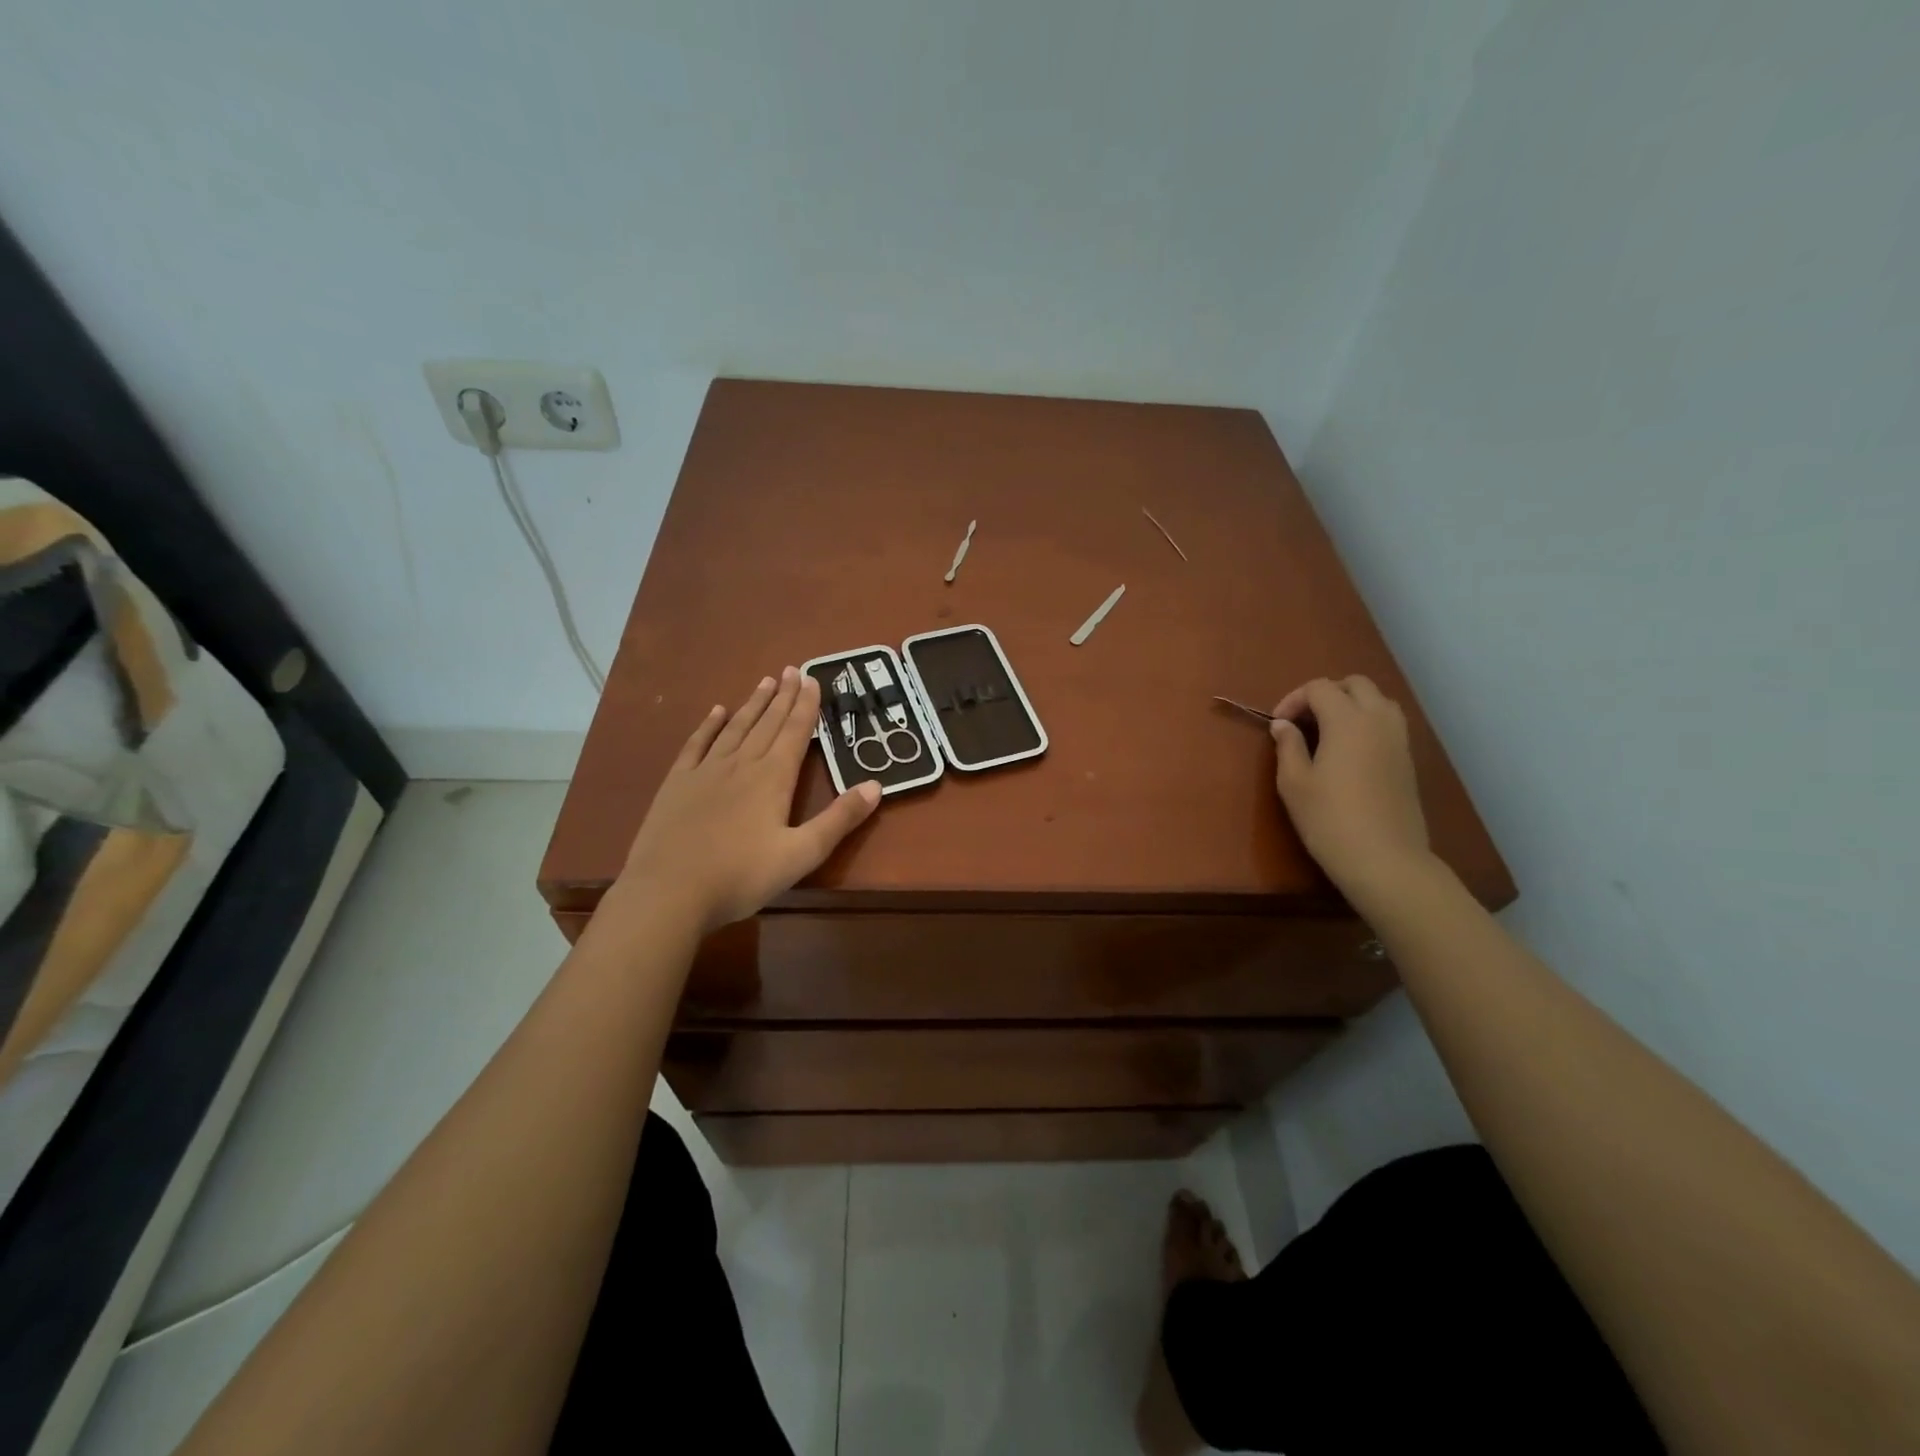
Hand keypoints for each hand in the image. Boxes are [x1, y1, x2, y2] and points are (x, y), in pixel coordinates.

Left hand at [620, 668, 880, 931]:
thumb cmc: (741, 876)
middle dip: (783, 696)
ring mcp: (706, 771)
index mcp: (773, 778)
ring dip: (753, 704)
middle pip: (767, 723)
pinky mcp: (677, 783)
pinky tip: (717, 712)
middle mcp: (741, 764)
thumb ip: (839, 820)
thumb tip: (876, 786)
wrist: (668, 892)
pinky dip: (709, 725)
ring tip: (765, 682)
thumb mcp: (801, 854)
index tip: (813, 679)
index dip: (806, 705)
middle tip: (792, 669)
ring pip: (735, 728)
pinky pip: (697, 744)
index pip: (795, 732)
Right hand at [1270, 676, 1430, 905]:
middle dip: (1326, 693)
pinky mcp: (1408, 760)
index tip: (1277, 725)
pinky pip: (1389, 723)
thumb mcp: (1294, 783)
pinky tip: (1350, 751)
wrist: (1384, 859)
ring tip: (1328, 731)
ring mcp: (1399, 739)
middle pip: (1355, 684)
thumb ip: (1288, 746)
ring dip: (1352, 704)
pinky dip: (1368, 723)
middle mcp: (1378, 720)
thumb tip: (1283, 725)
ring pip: (1379, 700)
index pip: (1319, 688)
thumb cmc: (1329, 819)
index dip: (1293, 699)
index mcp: (1347, 720)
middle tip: (1304, 720)